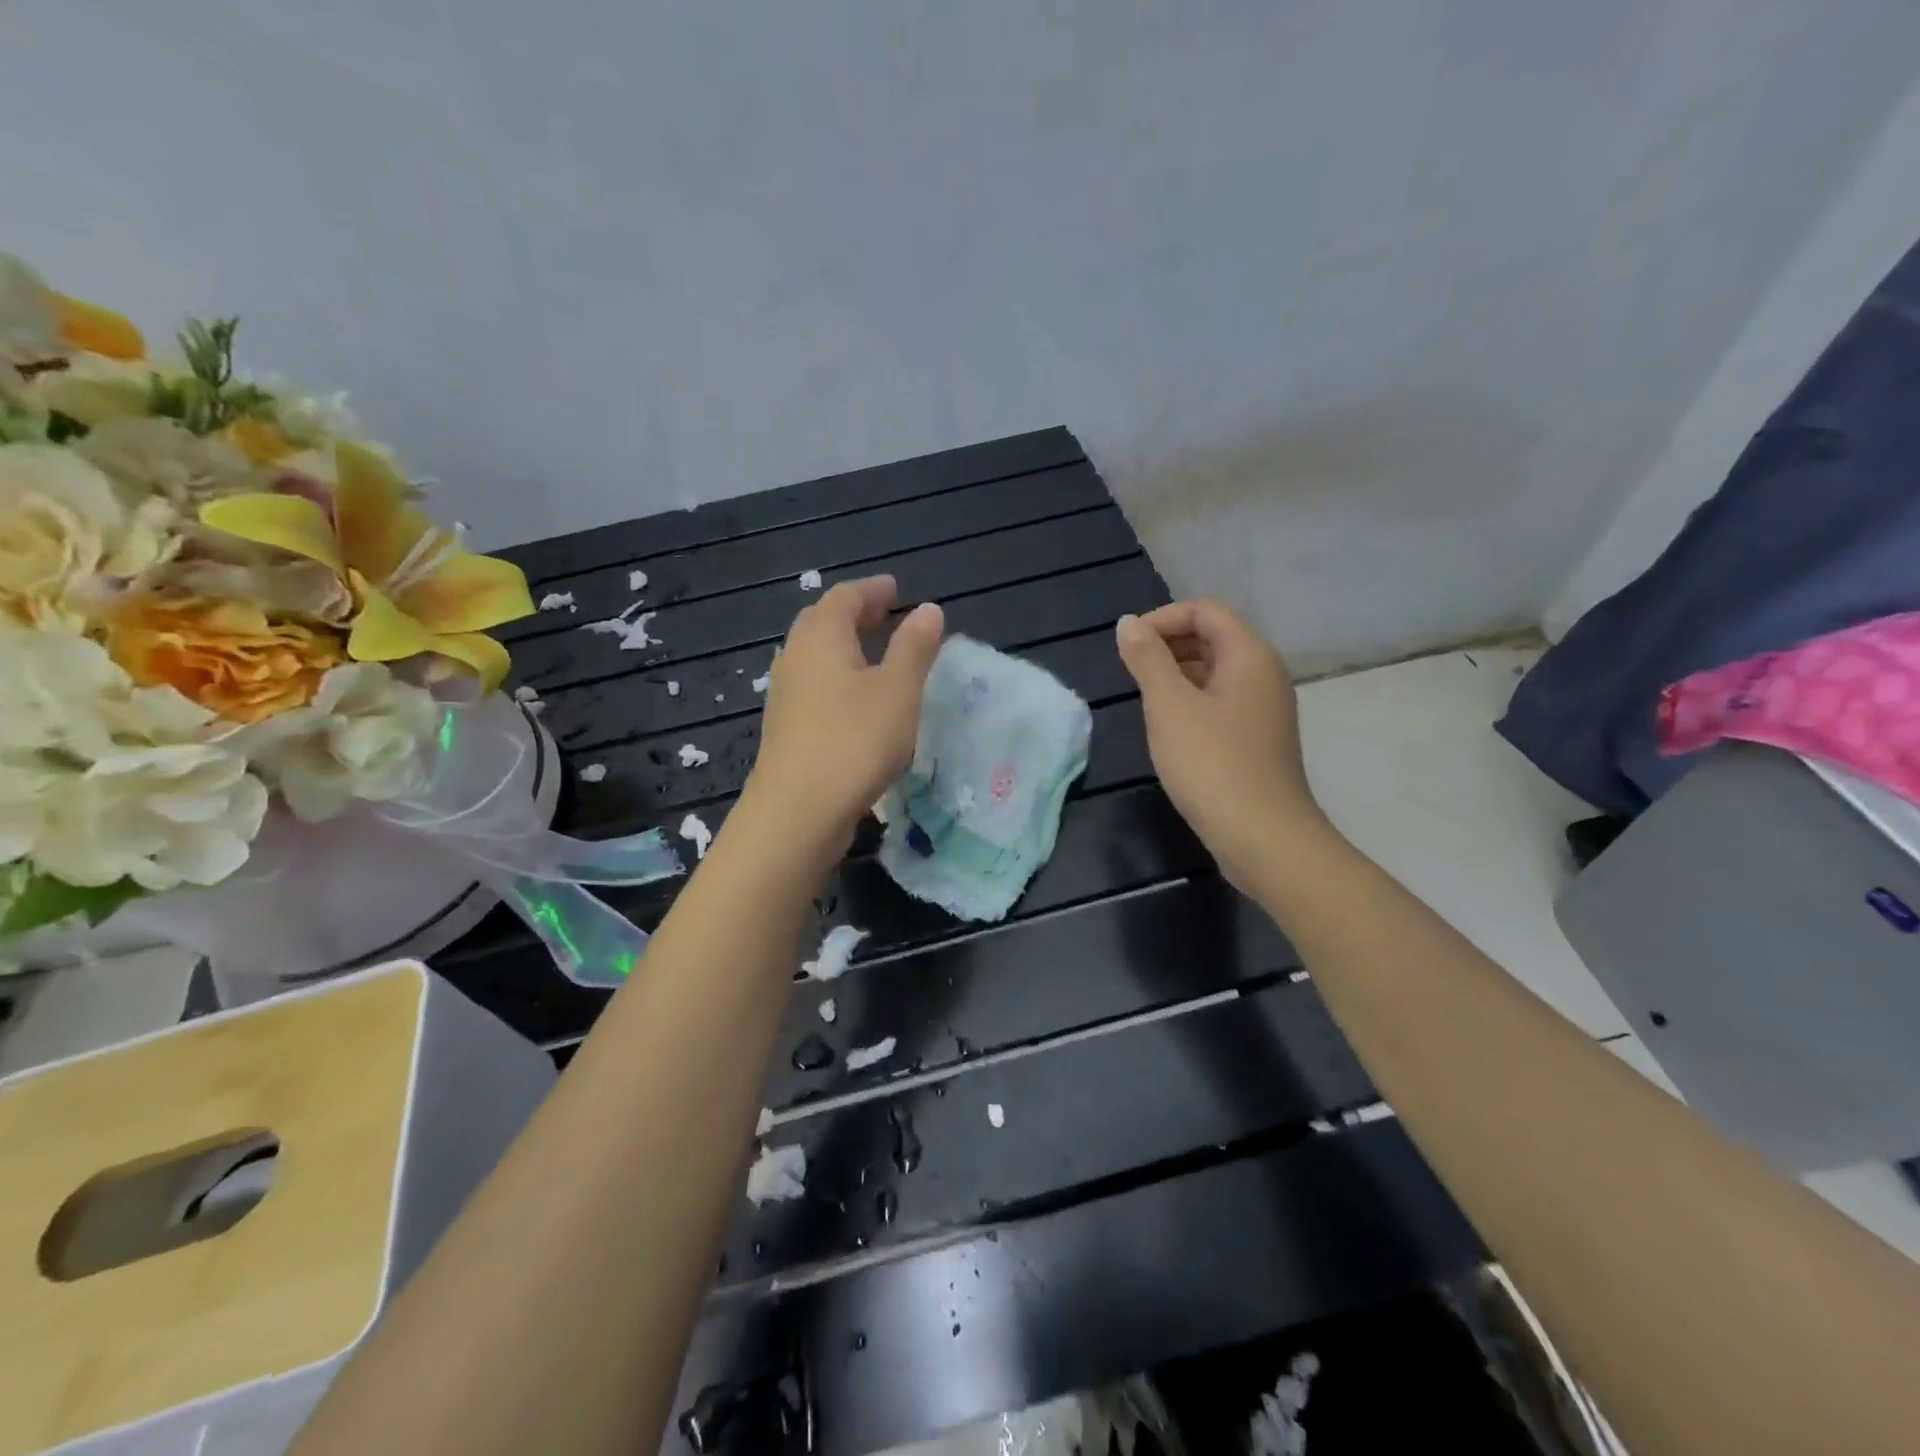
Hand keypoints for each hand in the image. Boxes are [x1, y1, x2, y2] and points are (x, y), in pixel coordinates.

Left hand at [745, 575, 943, 850]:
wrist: (798, 811)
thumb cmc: (854, 739)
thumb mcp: (898, 690)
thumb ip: (914, 647)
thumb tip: (928, 610)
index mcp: (821, 636)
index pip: (845, 597)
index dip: (873, 590)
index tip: (896, 589)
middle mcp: (795, 657)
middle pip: (823, 622)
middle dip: (856, 615)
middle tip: (886, 615)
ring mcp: (784, 694)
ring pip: (815, 656)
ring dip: (844, 648)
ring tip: (874, 655)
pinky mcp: (785, 728)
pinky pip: (813, 686)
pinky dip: (837, 678)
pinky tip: (855, 700)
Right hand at [1115, 599, 1321, 888]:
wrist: (1263, 838)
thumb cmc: (1212, 764)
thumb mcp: (1169, 706)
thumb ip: (1147, 660)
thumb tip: (1128, 624)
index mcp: (1249, 655)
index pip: (1205, 610)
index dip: (1162, 618)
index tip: (1127, 646)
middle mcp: (1264, 674)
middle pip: (1213, 637)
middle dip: (1168, 645)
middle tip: (1130, 672)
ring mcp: (1263, 709)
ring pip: (1215, 672)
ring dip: (1176, 674)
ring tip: (1142, 697)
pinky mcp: (1256, 740)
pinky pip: (1220, 702)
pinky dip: (1190, 702)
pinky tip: (1167, 728)